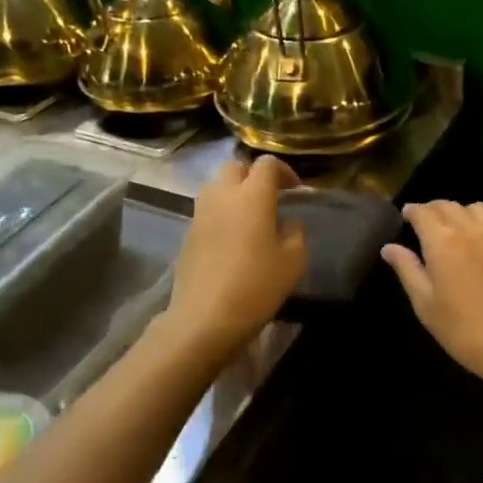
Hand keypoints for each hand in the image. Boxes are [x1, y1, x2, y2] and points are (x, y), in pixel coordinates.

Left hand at [160, 155, 306, 357]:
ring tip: (248, 218)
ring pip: (215, 188)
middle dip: (253, 177)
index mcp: (252, 196)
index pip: (266, 164)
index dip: (284, 171)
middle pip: (235, 168)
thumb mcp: (293, 261)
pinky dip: (220, 216)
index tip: (295, 191)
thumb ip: (295, 233)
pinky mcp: (187, 234)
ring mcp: (200, 214)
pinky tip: (231, 241)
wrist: (205, 318)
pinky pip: (206, 212)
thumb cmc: (256, 286)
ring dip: (233, 194)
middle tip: (268, 198)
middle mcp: (223, 196)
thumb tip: (288, 223)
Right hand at [382, 201, 482, 389]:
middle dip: (432, 210)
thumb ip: (407, 270)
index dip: (412, 211)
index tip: (406, 217)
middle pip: (448, 205)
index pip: (423, 212)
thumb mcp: (426, 304)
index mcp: (443, 241)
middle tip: (425, 224)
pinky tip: (480, 239)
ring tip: (454, 229)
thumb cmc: (465, 330)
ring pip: (474, 208)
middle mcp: (471, 228)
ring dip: (459, 212)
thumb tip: (389, 247)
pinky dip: (482, 221)